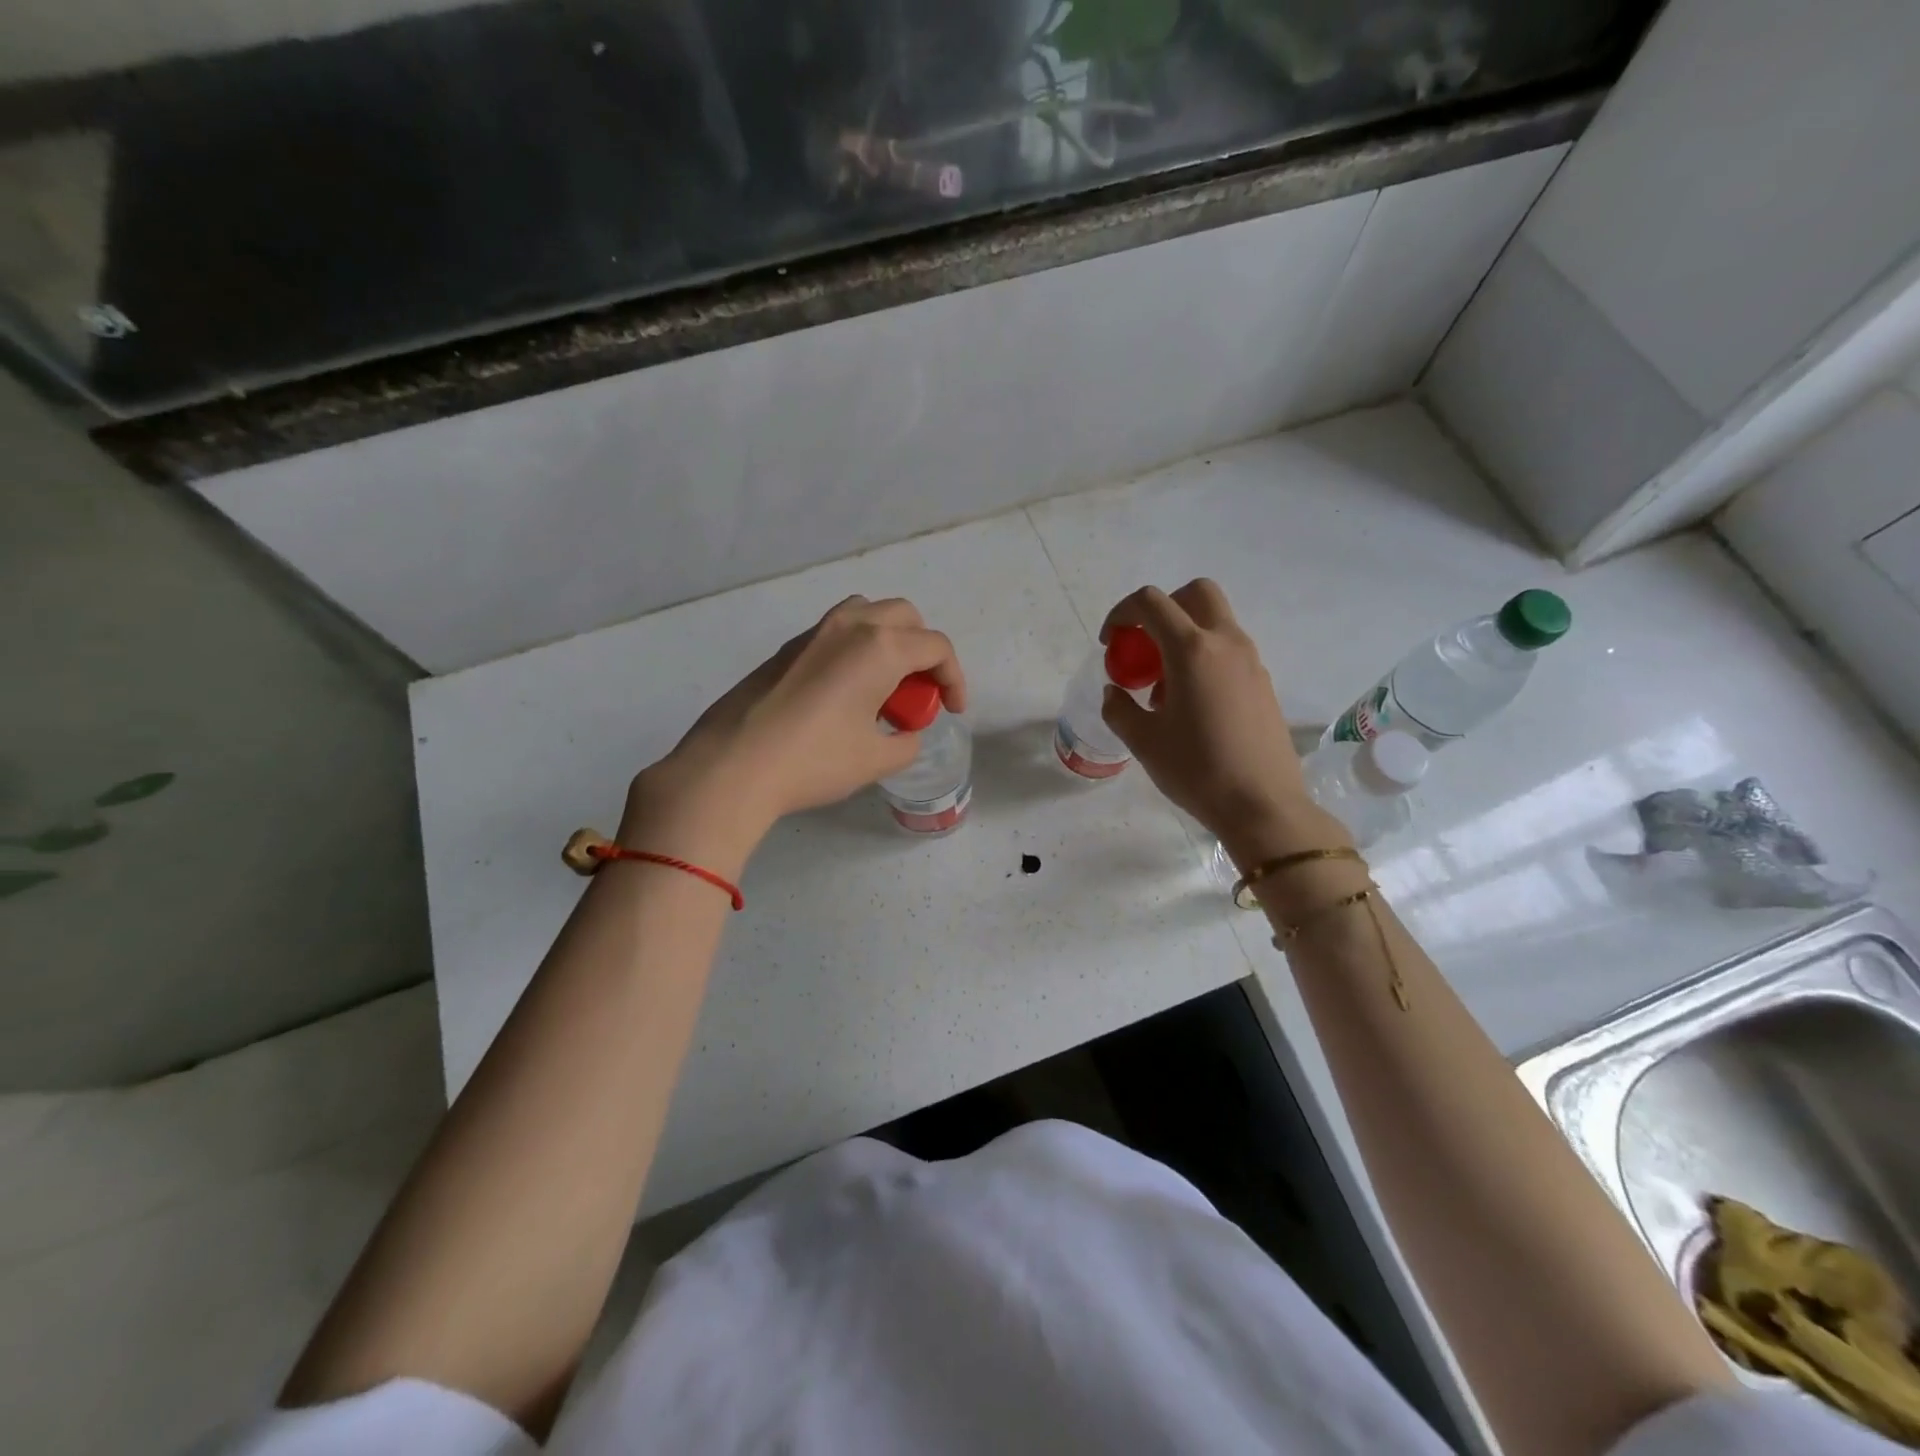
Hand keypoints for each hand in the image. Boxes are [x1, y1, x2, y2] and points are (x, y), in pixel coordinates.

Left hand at [620, 596, 965, 867]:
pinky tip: (845, 694)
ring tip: (885, 684)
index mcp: (880, 647)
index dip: (954, 679)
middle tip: (919, 693)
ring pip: (867, 614)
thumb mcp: (874, 760)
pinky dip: (857, 649)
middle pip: (905, 617)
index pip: (936, 647)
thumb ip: (905, 742)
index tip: (953, 711)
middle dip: (924, 651)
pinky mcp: (787, 649)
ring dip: (889, 640)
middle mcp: (849, 626)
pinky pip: (836, 632)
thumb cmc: (814, 761)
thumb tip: (905, 734)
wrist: (732, 766)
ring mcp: (813, 633)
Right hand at [1099, 580, 1345, 863]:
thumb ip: (1119, 707)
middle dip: (1162, 608)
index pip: (1151, 602)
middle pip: (1195, 593)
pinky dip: (1203, 658)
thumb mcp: (1142, 741)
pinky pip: (1228, 651)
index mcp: (1192, 650)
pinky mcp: (1262, 682)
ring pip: (1215, 622)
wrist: (1262, 805)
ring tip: (1163, 686)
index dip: (1121, 614)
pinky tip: (1191, 704)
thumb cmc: (1196, 770)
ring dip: (1183, 635)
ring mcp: (1250, 661)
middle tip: (1143, 646)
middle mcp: (1226, 643)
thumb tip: (1115, 692)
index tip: (1109, 643)